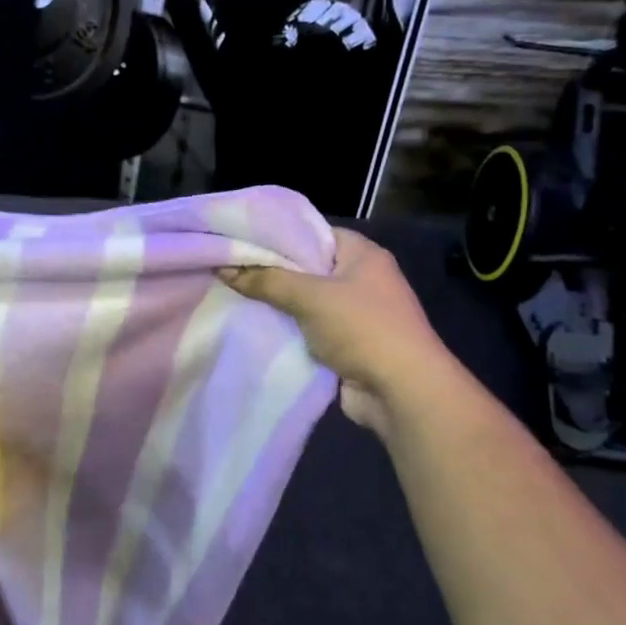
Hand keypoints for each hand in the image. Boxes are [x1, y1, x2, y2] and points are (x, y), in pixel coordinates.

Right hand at [222, 229, 449, 437]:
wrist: (401, 392)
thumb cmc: (362, 328)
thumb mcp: (309, 296)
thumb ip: (266, 280)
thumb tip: (224, 267)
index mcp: (363, 254)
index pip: (314, 232)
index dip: (279, 236)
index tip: (242, 240)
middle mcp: (361, 279)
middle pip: (307, 268)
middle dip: (271, 272)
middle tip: (229, 269)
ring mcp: (356, 314)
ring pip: (305, 301)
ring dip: (277, 304)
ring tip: (233, 296)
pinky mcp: (347, 344)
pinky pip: (308, 330)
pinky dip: (287, 330)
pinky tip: (253, 327)